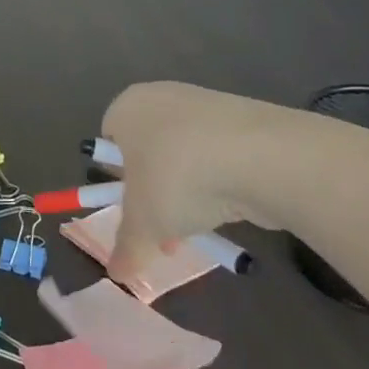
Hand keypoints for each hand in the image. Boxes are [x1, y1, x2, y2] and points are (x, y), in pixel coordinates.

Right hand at [100, 81, 326, 281]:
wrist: (259, 156)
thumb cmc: (178, 178)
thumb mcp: (144, 224)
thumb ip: (127, 248)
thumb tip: (116, 272)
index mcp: (126, 108)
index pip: (109, 142)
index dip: (117, 181)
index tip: (133, 212)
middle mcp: (160, 97)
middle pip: (148, 151)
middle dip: (154, 193)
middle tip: (164, 230)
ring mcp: (204, 103)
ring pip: (184, 155)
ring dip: (186, 192)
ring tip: (200, 226)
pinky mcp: (241, 117)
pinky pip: (217, 154)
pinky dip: (218, 180)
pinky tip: (230, 207)